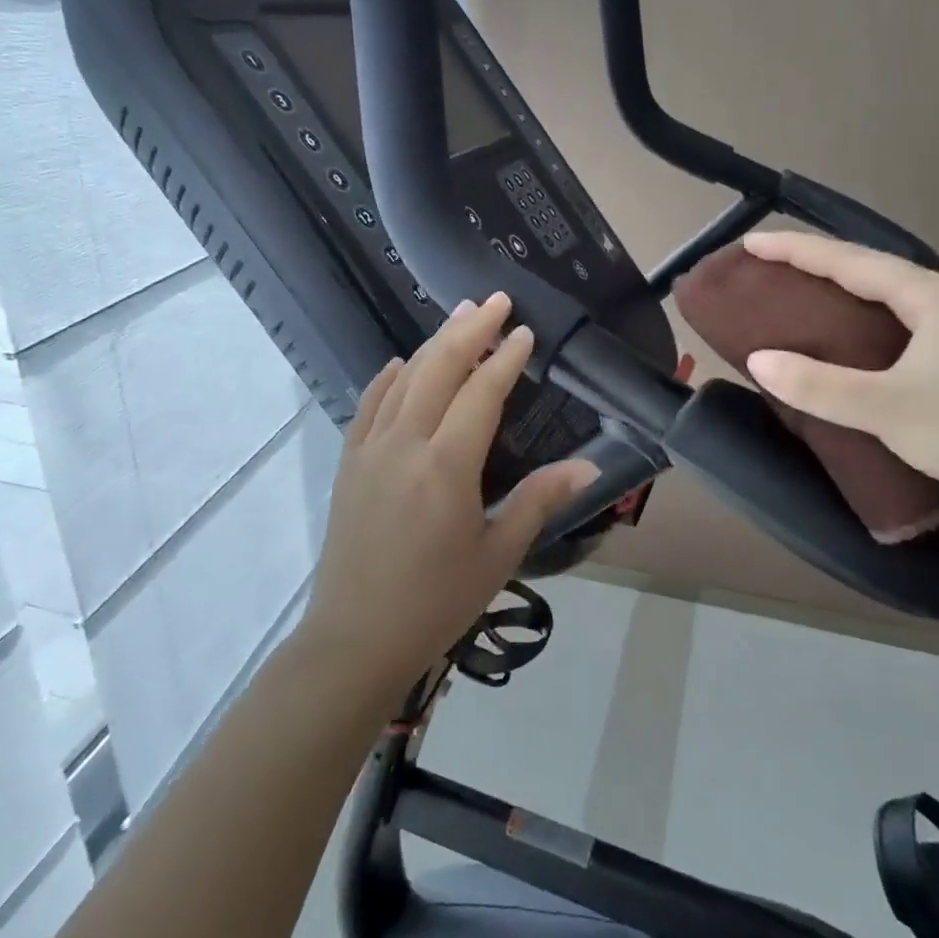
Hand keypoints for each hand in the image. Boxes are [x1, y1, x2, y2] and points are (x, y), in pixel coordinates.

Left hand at [299, 292, 597, 693]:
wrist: (356, 637)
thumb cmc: (436, 601)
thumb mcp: (498, 553)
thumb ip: (540, 500)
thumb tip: (590, 466)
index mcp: (446, 466)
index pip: (481, 393)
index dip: (506, 358)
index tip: (525, 331)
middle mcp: (405, 444)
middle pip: (439, 368)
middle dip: (470, 329)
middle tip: (495, 300)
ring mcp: (370, 449)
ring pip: (404, 378)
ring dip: (434, 343)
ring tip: (460, 317)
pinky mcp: (348, 462)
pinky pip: (369, 403)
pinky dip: (389, 376)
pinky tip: (401, 362)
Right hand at [741, 231, 938, 509]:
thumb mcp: (887, 409)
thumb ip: (819, 385)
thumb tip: (758, 360)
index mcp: (933, 297)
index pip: (851, 261)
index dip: (797, 250)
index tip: (750, 244)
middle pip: (868, 268)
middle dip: (814, 261)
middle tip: (764, 263)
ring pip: (882, 294)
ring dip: (835, 287)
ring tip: (791, 289)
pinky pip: (892, 319)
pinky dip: (855, 316)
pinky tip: (837, 332)